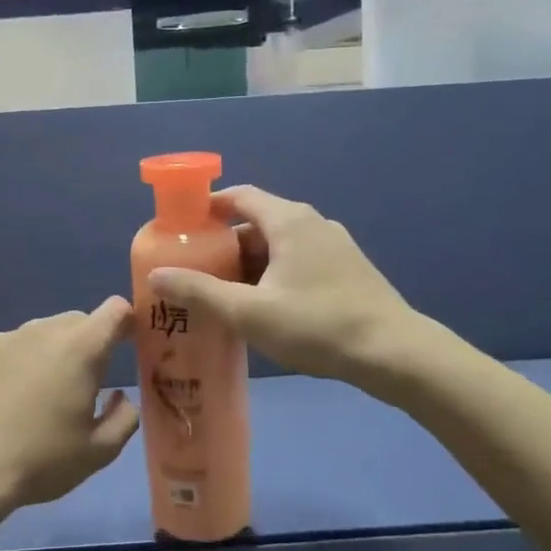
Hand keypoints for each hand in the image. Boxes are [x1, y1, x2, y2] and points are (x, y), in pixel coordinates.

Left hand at [0, 298, 140, 513]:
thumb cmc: (40, 462)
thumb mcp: (98, 452)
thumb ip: (124, 418)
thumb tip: (121, 397)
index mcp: (79, 349)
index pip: (116, 310)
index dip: (127, 322)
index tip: (129, 344)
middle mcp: (41, 331)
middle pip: (77, 321)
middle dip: (88, 343)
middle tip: (82, 384)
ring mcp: (3, 338)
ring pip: (39, 332)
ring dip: (49, 352)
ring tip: (39, 395)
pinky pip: (6, 347)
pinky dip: (14, 362)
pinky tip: (2, 399)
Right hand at [148, 186, 427, 387]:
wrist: (394, 353)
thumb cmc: (318, 325)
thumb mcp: (250, 312)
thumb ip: (200, 293)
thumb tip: (156, 275)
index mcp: (289, 220)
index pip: (240, 196)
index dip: (208, 207)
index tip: (181, 228)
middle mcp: (312, 223)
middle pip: (256, 223)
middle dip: (223, 246)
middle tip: (195, 273)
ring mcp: (334, 246)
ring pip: (278, 246)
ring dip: (248, 265)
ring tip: (222, 295)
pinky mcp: (346, 270)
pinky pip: (297, 262)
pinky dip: (272, 275)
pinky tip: (263, 308)